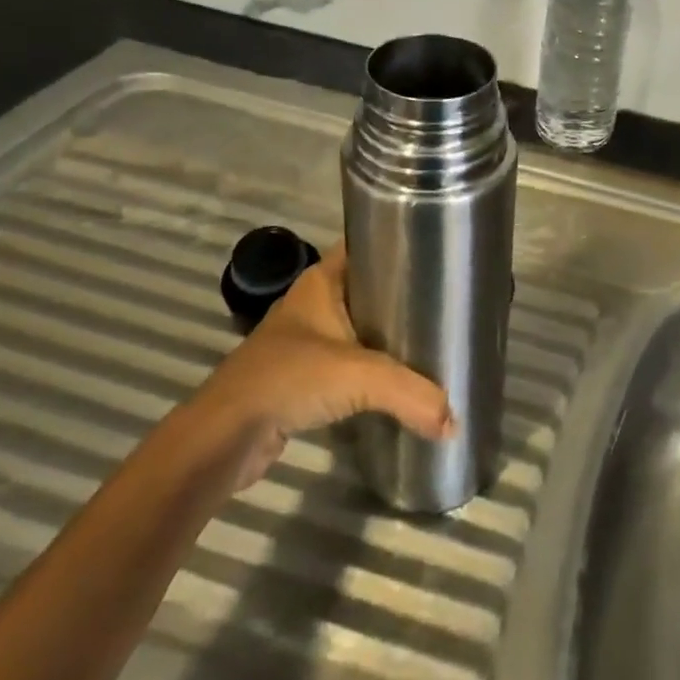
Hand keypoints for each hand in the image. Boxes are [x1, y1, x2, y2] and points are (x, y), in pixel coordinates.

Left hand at [184, 245, 455, 489]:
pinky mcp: (304, 378)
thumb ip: (412, 393)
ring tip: (435, 338)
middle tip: (447, 300)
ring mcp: (306, 342)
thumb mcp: (361, 376)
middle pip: (368, 288)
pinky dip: (374, 368)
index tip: (438, 251)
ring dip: (389, 334)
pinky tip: (403, 379)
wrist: (224, 437)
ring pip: (360, 327)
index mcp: (322, 282)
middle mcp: (314, 305)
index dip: (399, 242)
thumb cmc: (289, 379)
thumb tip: (454, 421)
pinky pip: (350, 362)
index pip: (366, 246)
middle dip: (404, 293)